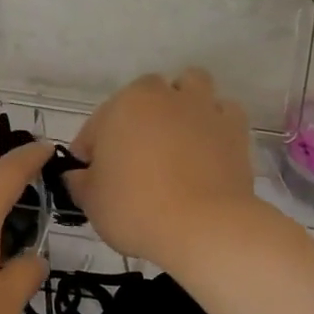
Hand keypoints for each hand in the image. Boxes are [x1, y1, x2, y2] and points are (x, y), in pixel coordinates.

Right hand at [67, 70, 259, 267]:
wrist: (204, 228)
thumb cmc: (135, 208)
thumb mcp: (91, 201)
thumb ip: (80, 182)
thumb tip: (79, 175)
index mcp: (122, 106)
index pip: (97, 124)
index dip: (91, 149)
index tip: (91, 175)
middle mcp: (163, 96)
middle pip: (146, 94)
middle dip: (138, 117)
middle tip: (133, 155)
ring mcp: (202, 108)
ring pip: (191, 86)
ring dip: (181, 103)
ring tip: (175, 136)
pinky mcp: (235, 129)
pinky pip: (223, 112)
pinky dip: (214, 123)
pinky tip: (207, 147)